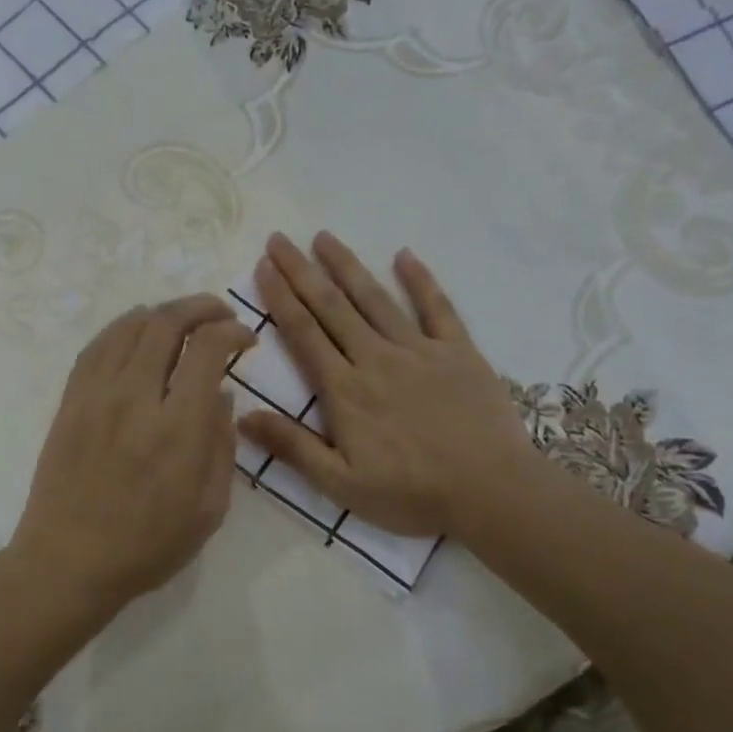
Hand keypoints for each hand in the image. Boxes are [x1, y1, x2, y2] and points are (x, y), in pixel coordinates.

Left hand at [12, 295, 255, 614]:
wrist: (69, 562)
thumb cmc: (148, 545)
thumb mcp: (209, 508)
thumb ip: (221, 445)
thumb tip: (220, 393)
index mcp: (178, 427)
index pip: (207, 348)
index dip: (231, 331)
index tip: (245, 339)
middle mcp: (136, 397)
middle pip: (166, 323)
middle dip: (200, 307)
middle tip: (219, 313)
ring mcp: (96, 395)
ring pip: (128, 326)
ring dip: (162, 312)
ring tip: (182, 318)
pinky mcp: (70, 401)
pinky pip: (96, 347)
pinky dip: (122, 327)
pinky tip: (136, 330)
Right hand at [240, 232, 540, 539]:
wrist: (490, 491)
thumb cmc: (410, 493)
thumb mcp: (340, 484)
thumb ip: (292, 447)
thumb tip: (242, 416)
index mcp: (344, 390)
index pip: (304, 334)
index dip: (280, 298)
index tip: (263, 267)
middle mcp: (375, 358)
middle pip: (331, 307)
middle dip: (302, 271)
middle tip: (279, 239)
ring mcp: (419, 350)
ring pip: (375, 299)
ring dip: (347, 265)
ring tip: (324, 237)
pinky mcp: (458, 352)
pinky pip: (436, 308)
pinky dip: (420, 280)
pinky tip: (404, 255)